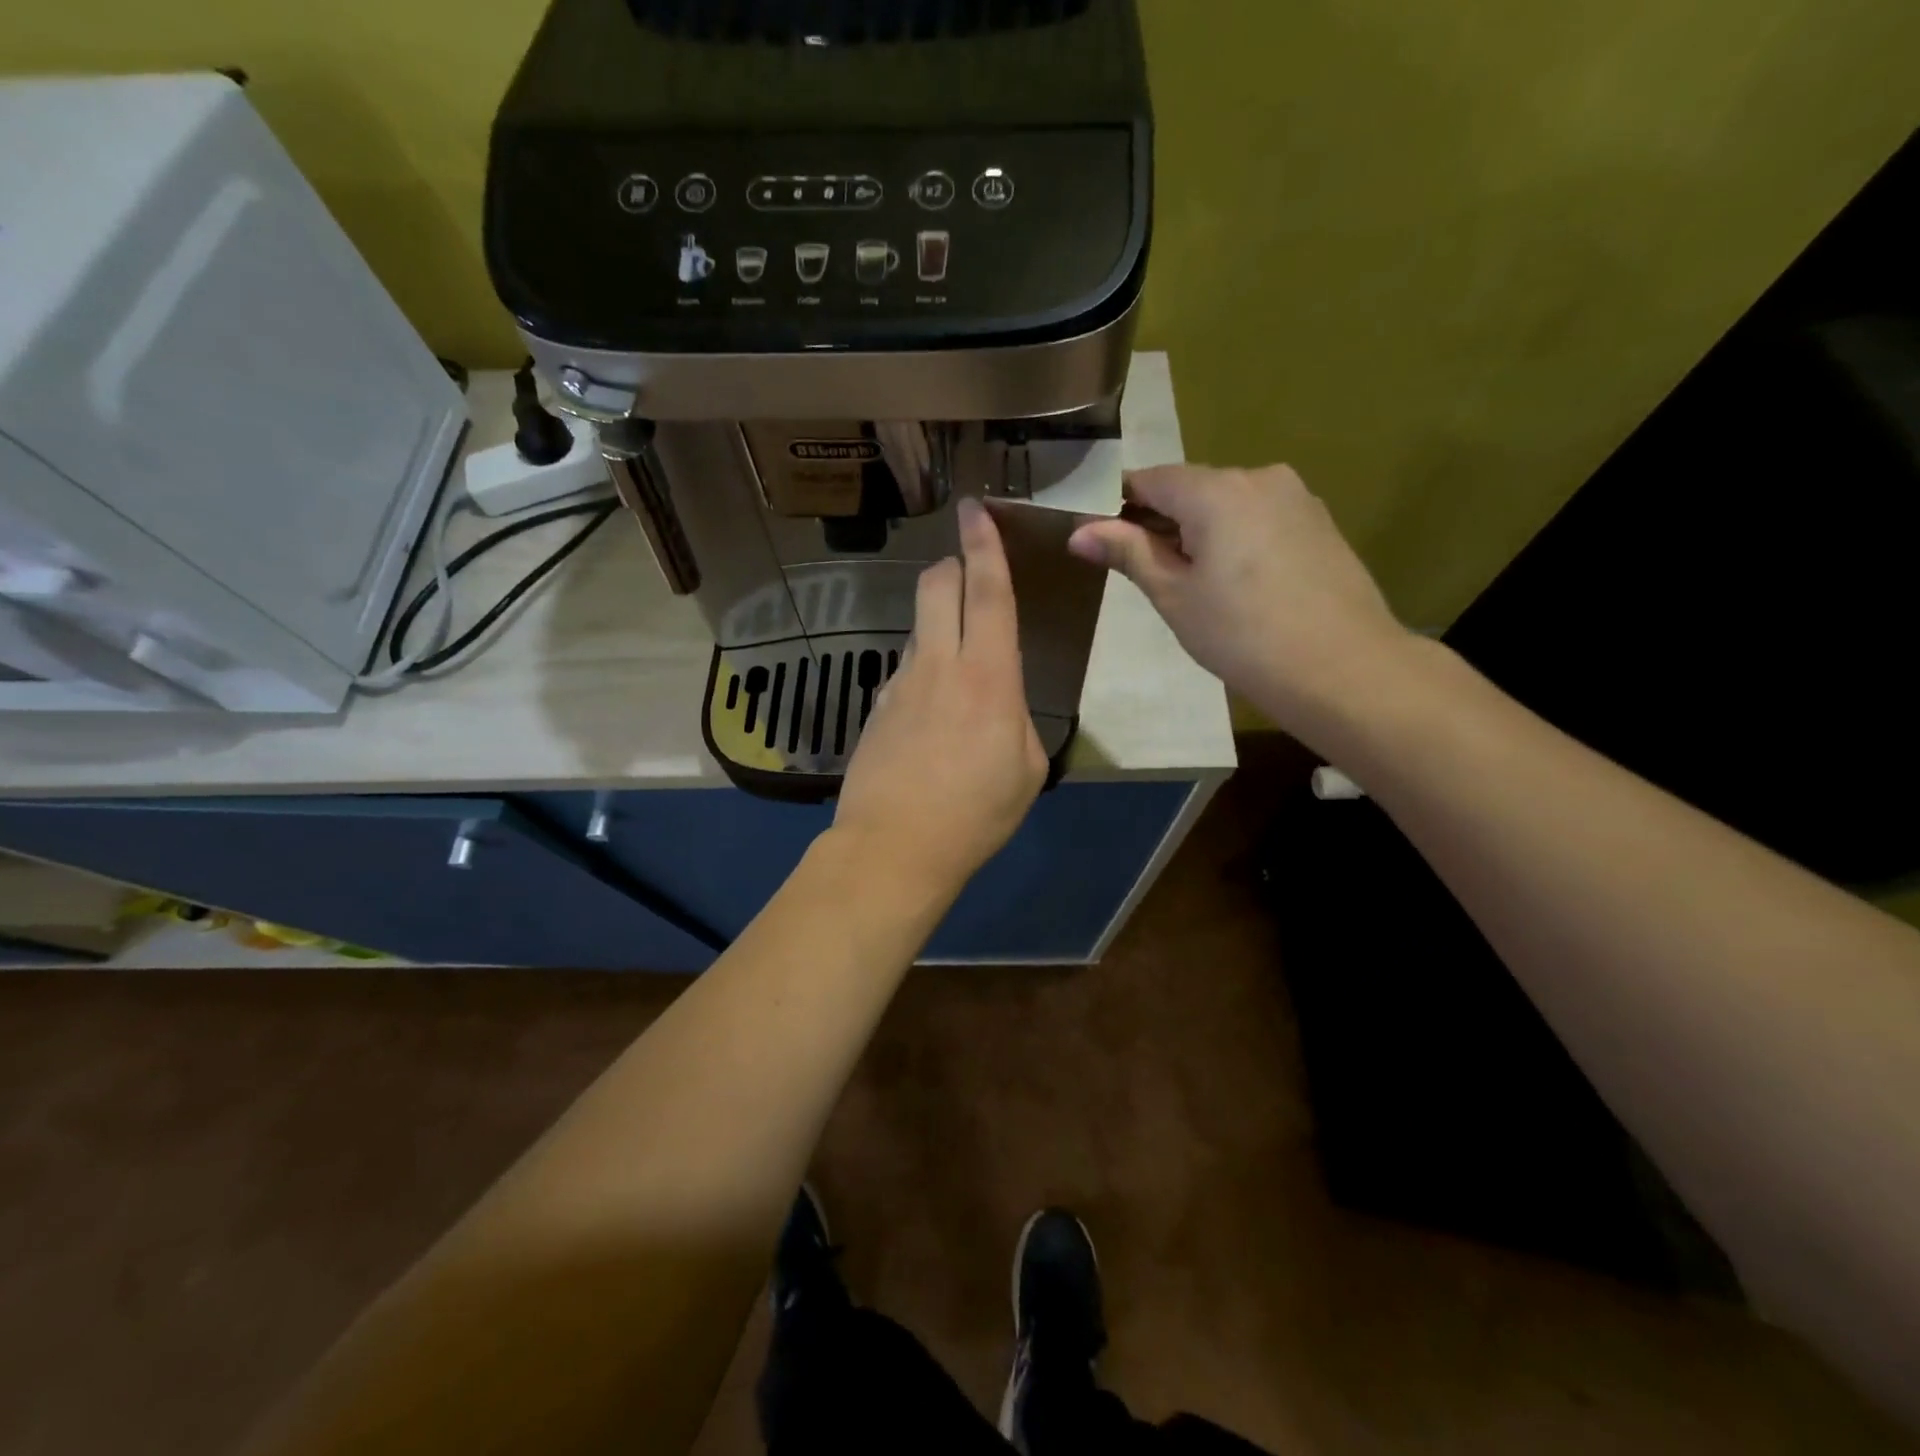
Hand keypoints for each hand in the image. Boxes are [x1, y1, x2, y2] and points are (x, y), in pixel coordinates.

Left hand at [836, 498, 1048, 893]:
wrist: (895, 847)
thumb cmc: (976, 813)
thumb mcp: (1027, 768)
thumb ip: (1018, 718)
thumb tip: (1001, 701)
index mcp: (988, 676)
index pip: (988, 591)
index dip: (984, 545)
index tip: (975, 509)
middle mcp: (939, 665)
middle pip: (937, 587)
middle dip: (951, 565)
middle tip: (965, 571)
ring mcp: (899, 684)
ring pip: (918, 628)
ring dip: (938, 626)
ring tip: (957, 670)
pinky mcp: (876, 708)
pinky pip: (904, 672)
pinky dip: (922, 673)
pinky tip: (930, 717)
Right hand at [1068, 464, 1416, 740]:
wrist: (1341, 667)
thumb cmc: (1241, 635)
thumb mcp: (1173, 595)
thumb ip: (1128, 553)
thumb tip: (1078, 532)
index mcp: (1215, 491)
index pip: (1150, 479)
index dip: (1118, 503)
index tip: (1100, 535)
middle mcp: (1258, 477)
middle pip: (1191, 488)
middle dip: (1161, 519)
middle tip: (1143, 569)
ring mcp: (1296, 497)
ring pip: (1227, 503)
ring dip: (1199, 530)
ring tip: (1192, 583)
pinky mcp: (1318, 522)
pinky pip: (1259, 517)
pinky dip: (1235, 537)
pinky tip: (1236, 582)